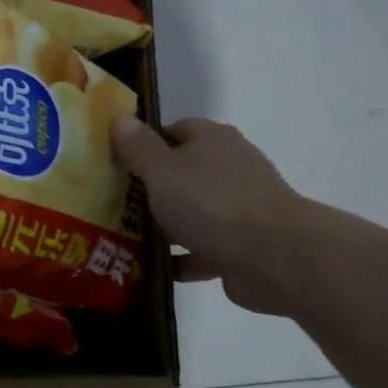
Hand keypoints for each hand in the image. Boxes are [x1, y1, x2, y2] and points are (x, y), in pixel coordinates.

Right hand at [111, 115, 316, 315]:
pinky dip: (182, 258)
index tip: (117, 162)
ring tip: (126, 237)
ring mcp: (239, 209)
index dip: (145, 143)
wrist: (274, 257)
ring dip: (166, 225)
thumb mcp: (162, 170)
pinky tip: (154, 269)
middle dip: (151, 187)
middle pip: (183, 172)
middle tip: (114, 202)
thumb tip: (119, 118)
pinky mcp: (242, 246)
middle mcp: (230, 168)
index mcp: (213, 141)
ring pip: (193, 212)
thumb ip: (139, 147)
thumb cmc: (212, 203)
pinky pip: (203, 249)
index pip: (174, 130)